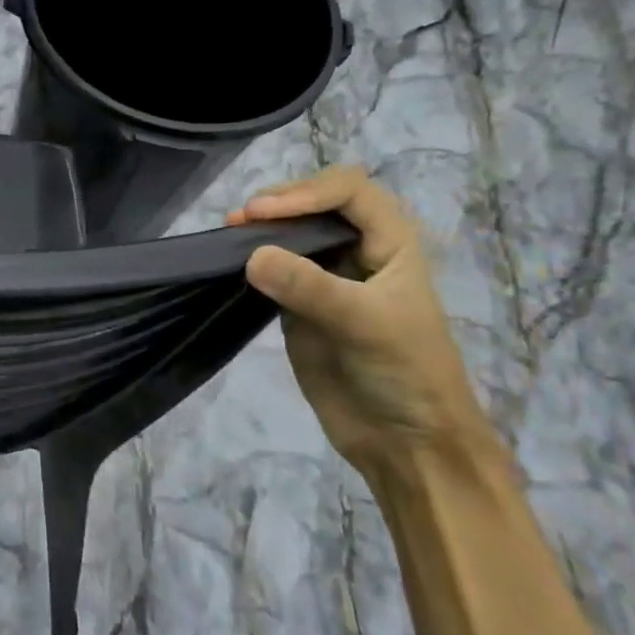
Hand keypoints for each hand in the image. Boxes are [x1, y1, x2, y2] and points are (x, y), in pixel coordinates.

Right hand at [229, 166, 496, 478]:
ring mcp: (326, 279)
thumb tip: (250, 254)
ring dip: (260, 229)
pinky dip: (249, 260)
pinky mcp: (298, 306)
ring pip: (290, 236)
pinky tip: (229, 262)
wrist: (405, 441)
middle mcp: (358, 253)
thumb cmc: (406, 373)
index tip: (264, 214)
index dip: (306, 193)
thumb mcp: (365, 324)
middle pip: (315, 205)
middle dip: (279, 204)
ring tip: (228, 234)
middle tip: (239, 221)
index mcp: (392, 244)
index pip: (349, 192)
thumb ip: (310, 286)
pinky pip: (271, 270)